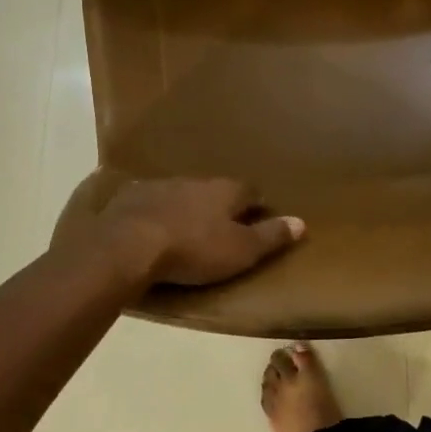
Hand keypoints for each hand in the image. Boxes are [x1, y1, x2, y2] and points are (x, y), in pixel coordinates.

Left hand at [98, 178, 304, 287]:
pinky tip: (149, 226)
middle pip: (215, 189)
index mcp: (226, 190)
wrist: (128, 245)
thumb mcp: (241, 250)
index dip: (256, 205)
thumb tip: (302, 222)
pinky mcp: (130, 196)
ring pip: (181, 192)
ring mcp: (160, 185)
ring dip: (186, 206)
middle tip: (221, 225)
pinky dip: (154, 211)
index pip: (251, 191)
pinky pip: (149, 201)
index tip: (258, 218)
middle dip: (219, 204)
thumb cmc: (194, 250)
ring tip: (185, 227)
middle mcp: (196, 180)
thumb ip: (271, 236)